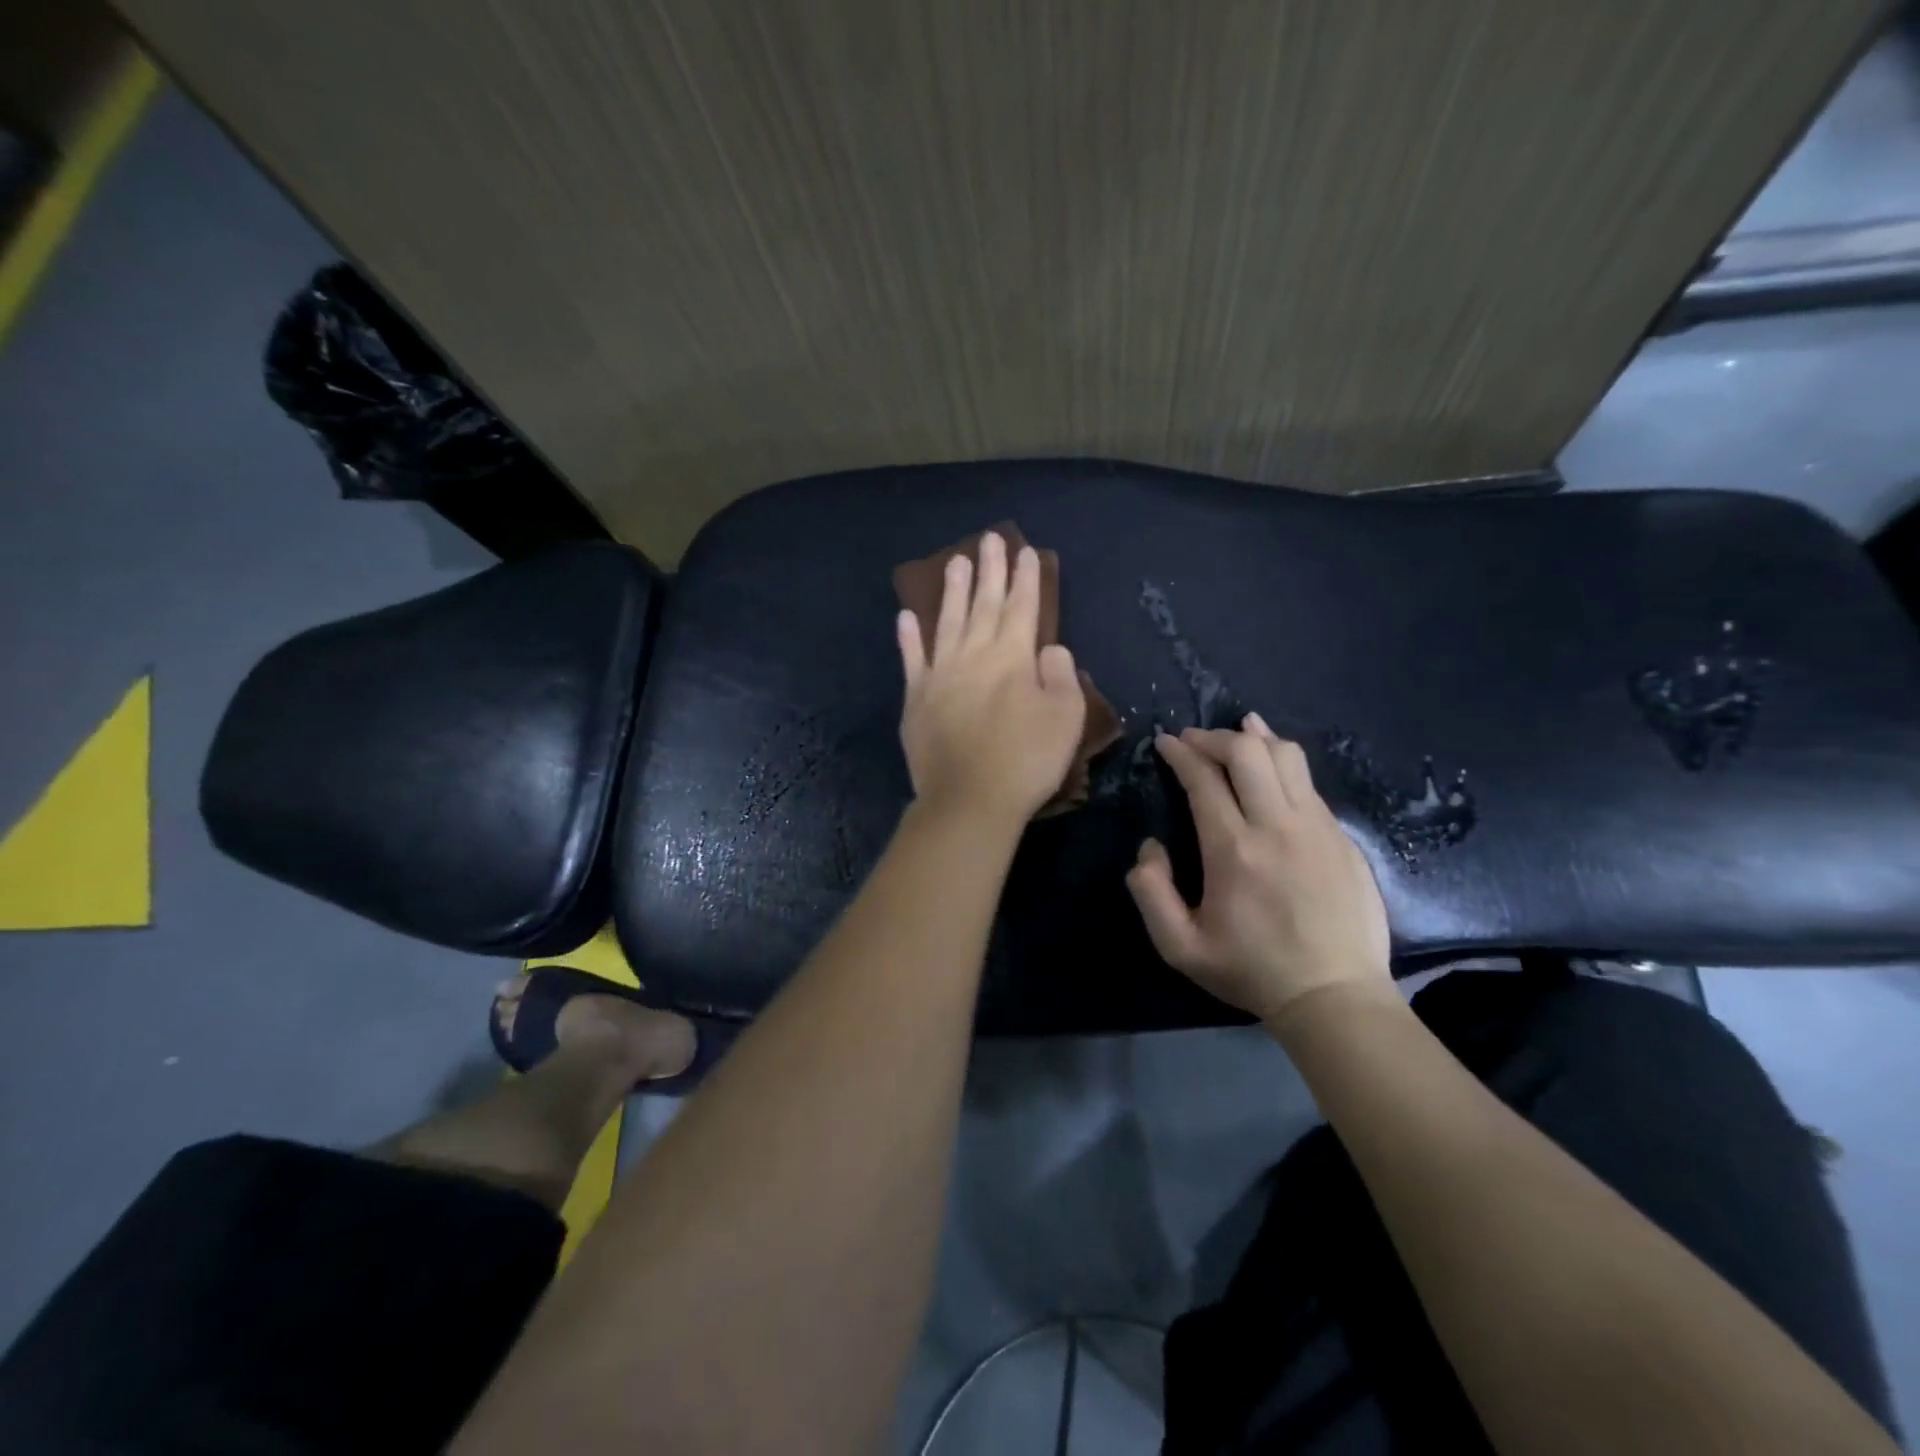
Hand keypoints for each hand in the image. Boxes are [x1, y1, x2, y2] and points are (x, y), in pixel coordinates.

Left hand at [897, 532, 1086, 826]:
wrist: (969, 800)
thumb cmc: (1026, 761)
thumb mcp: (1065, 718)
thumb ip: (1061, 675)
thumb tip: (1049, 648)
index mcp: (1013, 658)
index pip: (1022, 607)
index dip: (1025, 578)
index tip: (1025, 551)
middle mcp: (974, 655)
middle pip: (984, 604)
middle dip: (989, 570)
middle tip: (989, 538)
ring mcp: (940, 674)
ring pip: (947, 621)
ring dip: (952, 590)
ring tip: (955, 561)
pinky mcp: (916, 698)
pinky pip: (911, 659)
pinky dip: (908, 637)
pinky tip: (906, 616)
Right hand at [1126, 714, 1392, 1024]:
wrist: (1334, 996)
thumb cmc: (1251, 970)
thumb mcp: (1180, 947)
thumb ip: (1150, 892)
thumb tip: (1151, 846)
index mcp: (1233, 849)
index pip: (1203, 778)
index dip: (1180, 753)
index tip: (1165, 742)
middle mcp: (1276, 826)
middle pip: (1246, 752)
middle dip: (1213, 736)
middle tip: (1193, 741)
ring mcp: (1316, 827)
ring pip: (1286, 756)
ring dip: (1254, 738)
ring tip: (1237, 731)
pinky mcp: (1341, 836)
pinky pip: (1308, 782)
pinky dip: (1283, 761)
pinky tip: (1272, 764)